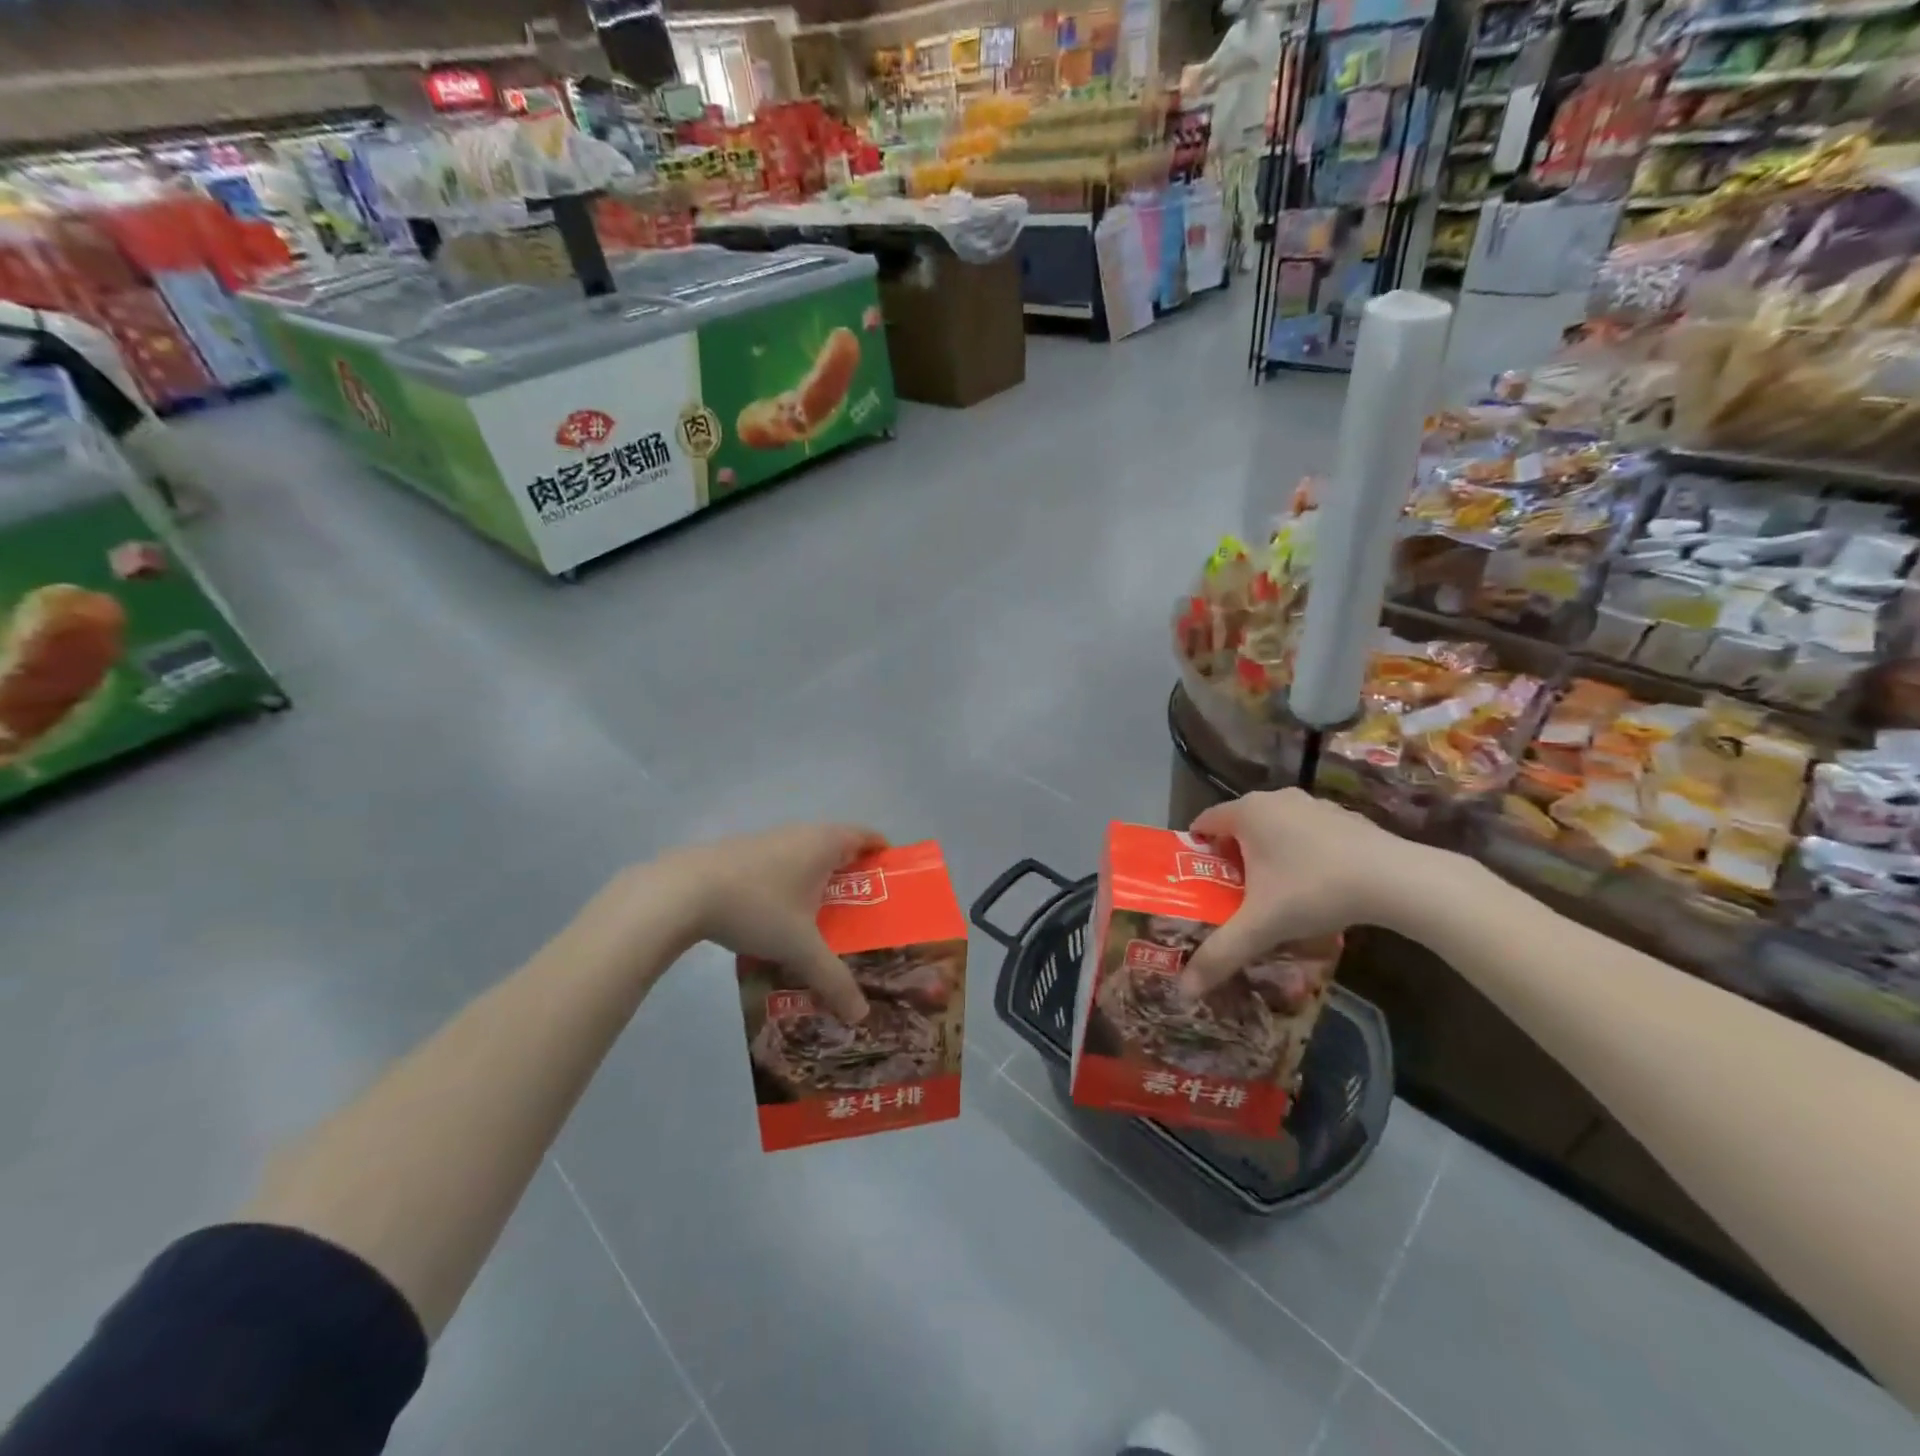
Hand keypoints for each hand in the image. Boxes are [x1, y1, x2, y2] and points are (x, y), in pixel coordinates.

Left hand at [657, 822, 886, 1022]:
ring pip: (805, 856)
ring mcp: (768, 840)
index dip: (883, 854)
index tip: (893, 880)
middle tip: (864, 910)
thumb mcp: (800, 948)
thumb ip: (833, 979)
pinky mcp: (740, 853)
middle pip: (838, 846)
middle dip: (852, 875)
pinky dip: (789, 884)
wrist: (682, 892)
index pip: (867, 836)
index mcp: (825, 843)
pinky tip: (779, 917)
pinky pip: (780, 865)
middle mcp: (800, 833)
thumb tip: (860, 1014)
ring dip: (818, 880)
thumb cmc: (757, 907)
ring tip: (825, 918)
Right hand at [1178, 789, 1421, 999]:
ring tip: (1272, 895)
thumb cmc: (1314, 890)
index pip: (1203, 823)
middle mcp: (1275, 798)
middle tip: (1231, 896)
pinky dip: (1300, 854)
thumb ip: (1220, 954)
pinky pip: (1306, 833)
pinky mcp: (1344, 817)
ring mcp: (1313, 804)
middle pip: (1238, 827)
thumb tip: (1185, 989)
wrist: (1396, 879)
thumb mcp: (1261, 926)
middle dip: (1231, 859)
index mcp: (1247, 812)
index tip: (1197, 883)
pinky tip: (1315, 886)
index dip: (1195, 852)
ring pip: (1274, 829)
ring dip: (1267, 855)